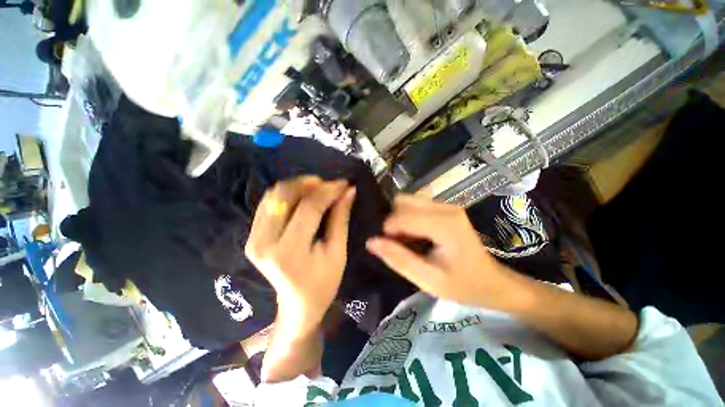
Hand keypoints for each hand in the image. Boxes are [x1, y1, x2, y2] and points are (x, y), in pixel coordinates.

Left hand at [245, 176, 355, 335]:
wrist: (297, 304)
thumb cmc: (324, 282)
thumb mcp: (338, 251)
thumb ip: (341, 217)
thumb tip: (349, 190)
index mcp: (289, 252)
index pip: (309, 207)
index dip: (329, 190)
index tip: (344, 183)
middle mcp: (264, 242)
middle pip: (285, 196)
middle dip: (311, 183)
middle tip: (331, 184)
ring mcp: (254, 238)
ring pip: (274, 195)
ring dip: (298, 186)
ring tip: (319, 188)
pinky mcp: (252, 236)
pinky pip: (267, 203)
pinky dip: (287, 194)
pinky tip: (303, 196)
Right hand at [366, 195, 514, 308]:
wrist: (493, 282)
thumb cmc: (463, 285)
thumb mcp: (428, 279)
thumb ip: (398, 259)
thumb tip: (371, 242)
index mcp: (444, 224)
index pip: (401, 216)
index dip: (387, 231)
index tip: (388, 248)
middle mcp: (445, 207)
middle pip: (402, 202)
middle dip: (392, 221)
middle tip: (396, 244)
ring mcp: (446, 205)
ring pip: (407, 201)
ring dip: (399, 219)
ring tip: (404, 241)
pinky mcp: (445, 208)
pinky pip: (415, 206)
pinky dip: (407, 218)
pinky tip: (413, 235)